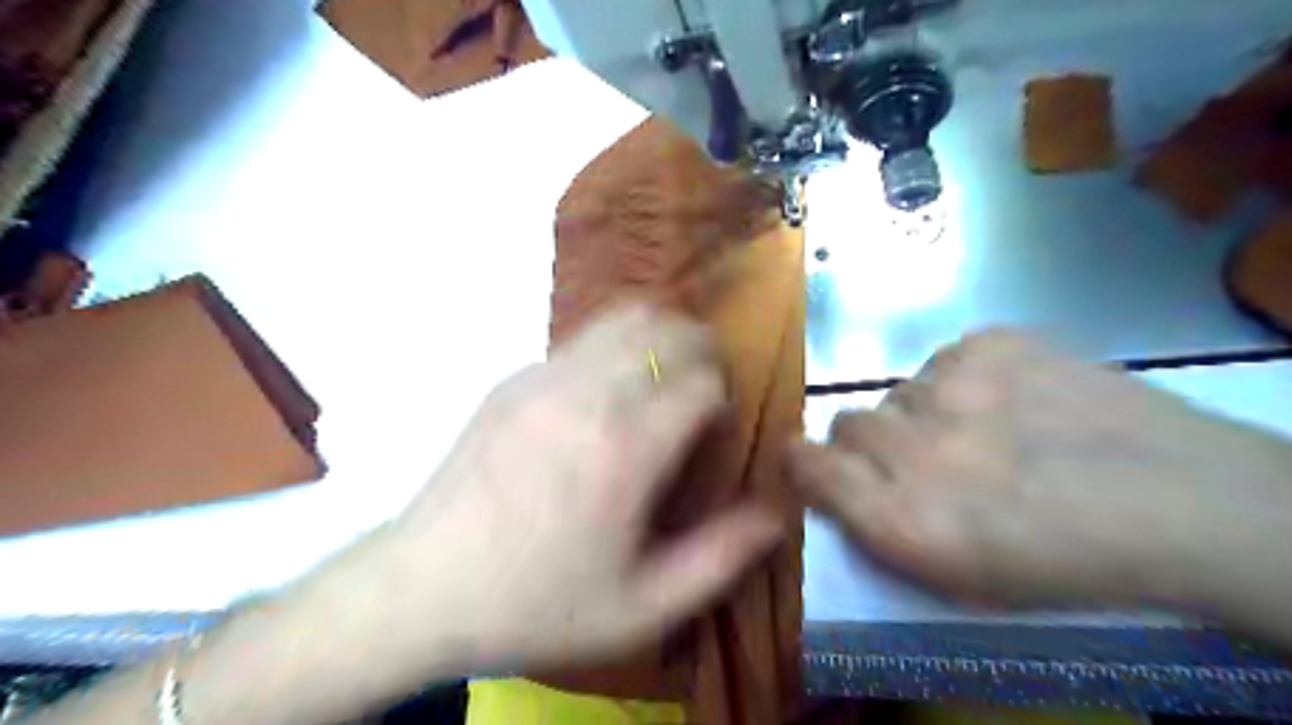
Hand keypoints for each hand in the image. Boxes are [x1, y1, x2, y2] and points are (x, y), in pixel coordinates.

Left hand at [382, 303, 781, 671]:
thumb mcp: (640, 607)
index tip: (714, 430)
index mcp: (627, 447)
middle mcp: (589, 394)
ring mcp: (544, 377)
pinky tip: (604, 390)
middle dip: (700, 349)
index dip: (723, 399)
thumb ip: (719, 559)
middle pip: (667, 330)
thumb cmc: (537, 602)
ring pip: (623, 317)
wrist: (422, 588)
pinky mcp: (513, 377)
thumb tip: (776, 514)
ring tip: (662, 373)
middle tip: (702, 387)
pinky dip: (614, 345)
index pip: (703, 382)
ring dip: (659, 333)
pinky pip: (582, 337)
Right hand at [787, 328, 1291, 628]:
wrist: (1180, 501)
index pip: (806, 462)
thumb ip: (872, 525)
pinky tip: (1008, 401)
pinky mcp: (991, 343)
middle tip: (925, 459)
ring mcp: (953, 386)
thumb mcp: (953, 577)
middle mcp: (915, 448)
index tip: (819, 466)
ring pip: (898, 391)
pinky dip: (961, 382)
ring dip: (922, 414)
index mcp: (903, 519)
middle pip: (848, 421)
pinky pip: (941, 362)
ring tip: (981, 431)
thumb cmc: (1060, 559)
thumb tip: (826, 476)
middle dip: (874, 443)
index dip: (805, 461)